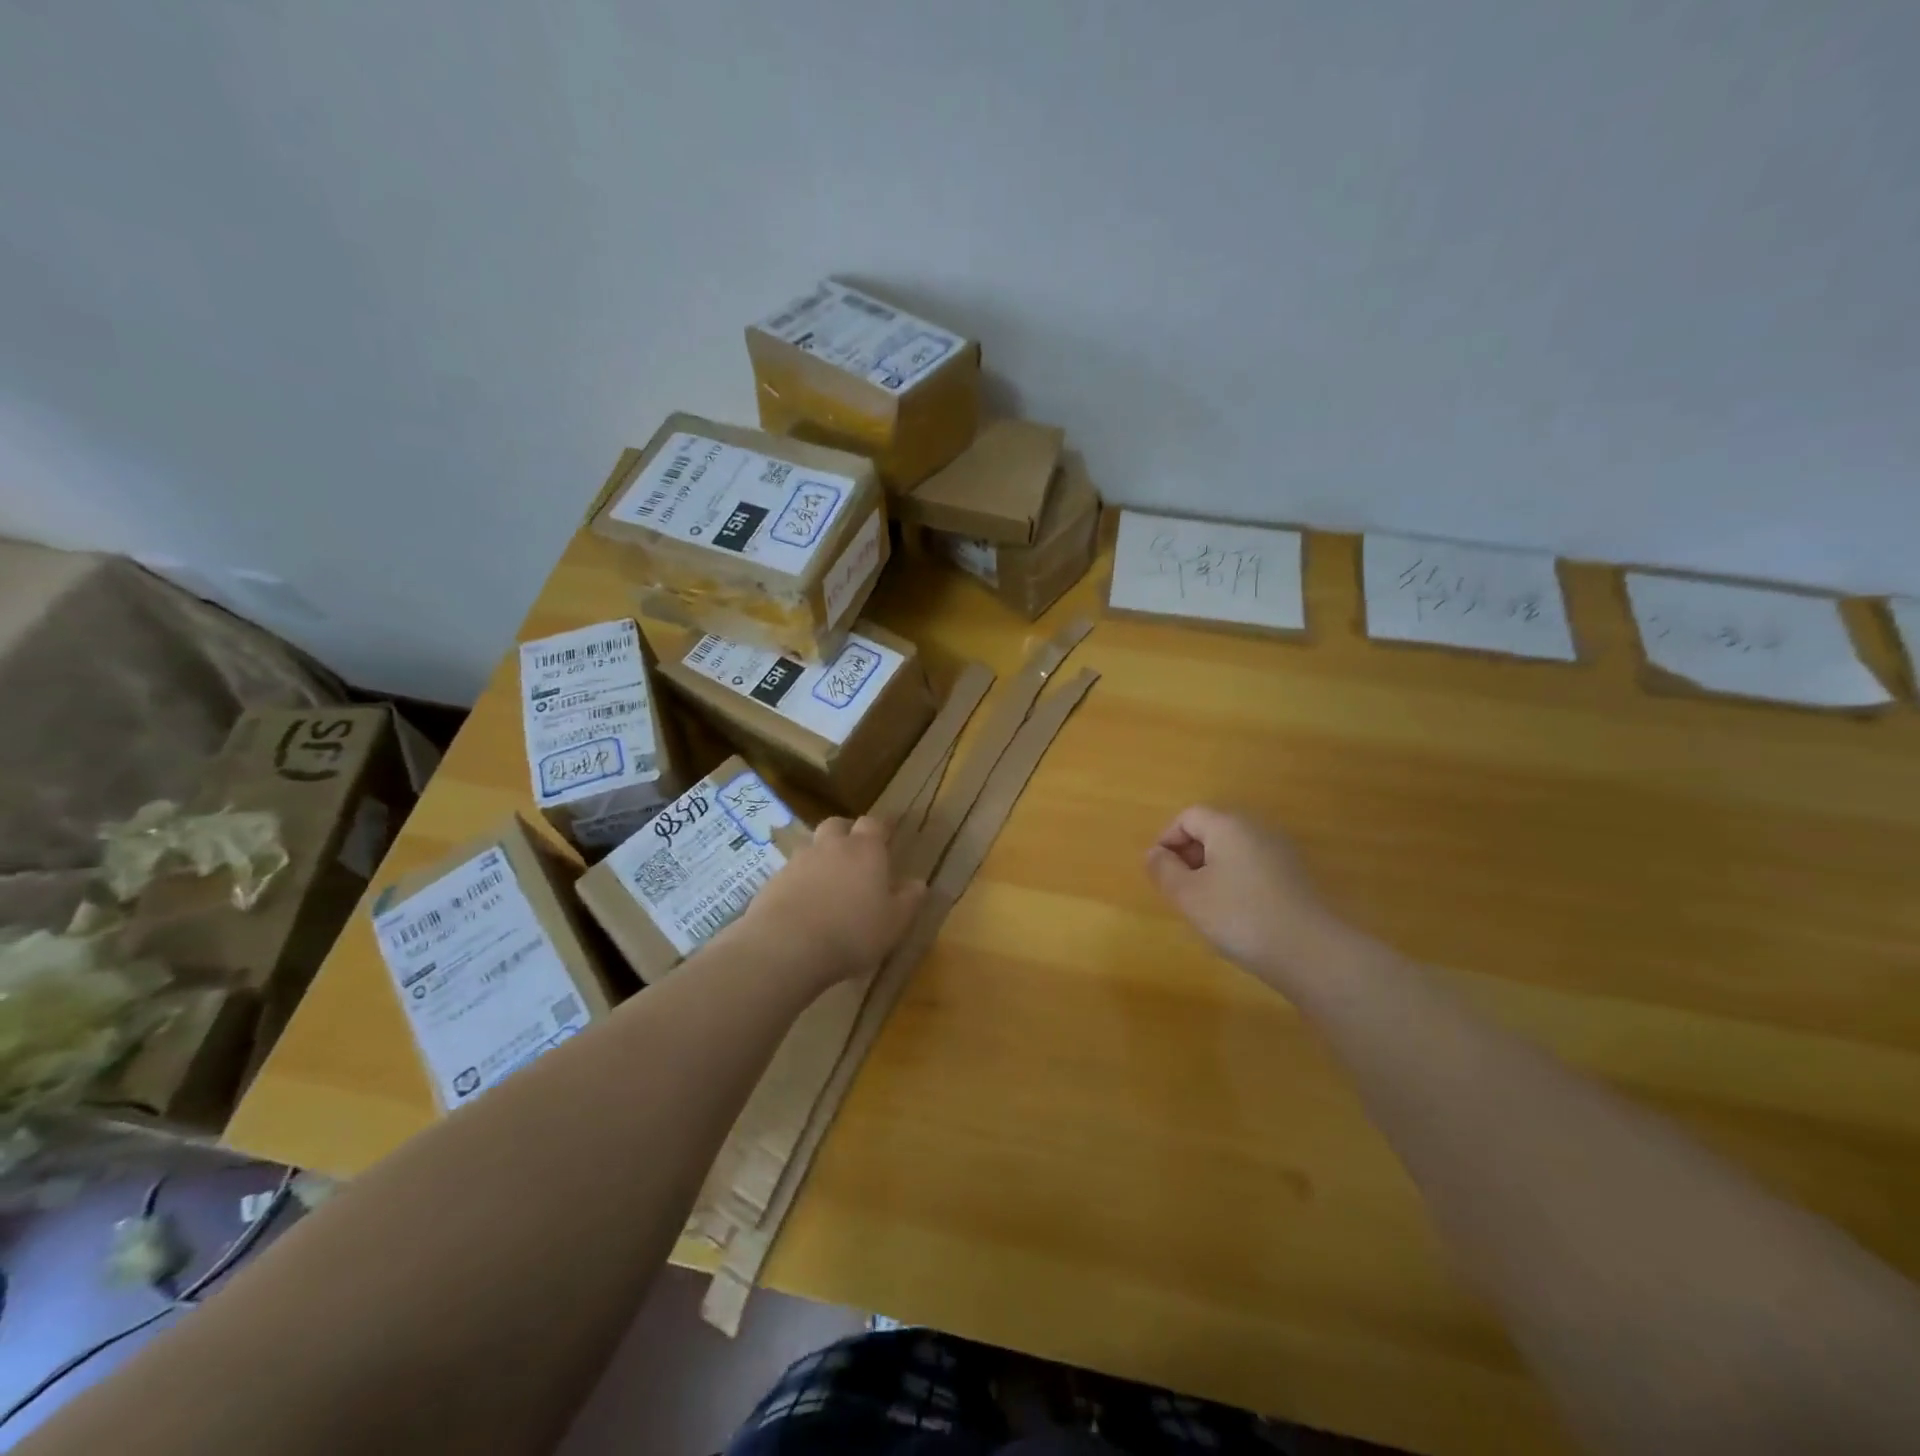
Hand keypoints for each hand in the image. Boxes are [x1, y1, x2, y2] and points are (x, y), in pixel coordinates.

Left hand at [734, 816, 924, 985]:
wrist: (787, 946)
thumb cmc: (852, 932)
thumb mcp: (894, 923)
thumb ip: (908, 900)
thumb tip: (918, 883)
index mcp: (865, 849)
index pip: (875, 824)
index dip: (882, 827)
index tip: (889, 832)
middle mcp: (831, 845)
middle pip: (838, 825)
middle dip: (847, 832)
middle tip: (855, 851)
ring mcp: (798, 861)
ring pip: (812, 846)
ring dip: (822, 856)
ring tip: (829, 881)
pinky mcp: (773, 880)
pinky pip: (792, 872)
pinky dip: (801, 880)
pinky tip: (805, 902)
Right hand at [1145, 806, 1348, 980]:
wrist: (1309, 952)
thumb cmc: (1239, 916)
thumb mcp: (1188, 895)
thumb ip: (1163, 869)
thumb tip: (1154, 854)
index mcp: (1228, 825)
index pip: (1188, 816)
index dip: (1167, 839)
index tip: (1160, 872)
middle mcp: (1257, 828)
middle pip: (1213, 829)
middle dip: (1189, 854)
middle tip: (1179, 889)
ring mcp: (1281, 851)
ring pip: (1234, 849)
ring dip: (1212, 869)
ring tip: (1205, 904)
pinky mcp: (1296, 875)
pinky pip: (1254, 866)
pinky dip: (1236, 880)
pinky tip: (1236, 913)